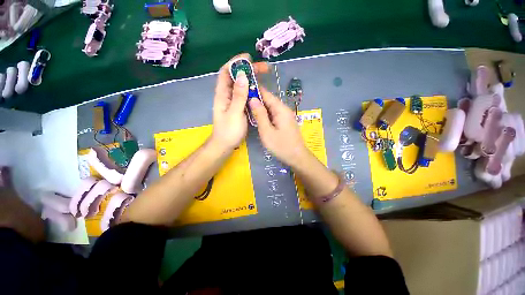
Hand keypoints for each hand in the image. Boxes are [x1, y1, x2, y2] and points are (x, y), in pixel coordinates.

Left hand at [210, 53, 268, 150]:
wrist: (225, 145)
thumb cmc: (229, 131)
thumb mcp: (234, 113)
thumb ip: (238, 95)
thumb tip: (242, 75)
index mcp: (222, 94)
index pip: (225, 72)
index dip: (235, 63)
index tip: (249, 58)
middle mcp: (227, 95)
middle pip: (235, 77)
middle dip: (248, 70)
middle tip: (264, 68)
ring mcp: (233, 101)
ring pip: (241, 85)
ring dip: (251, 79)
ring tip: (264, 75)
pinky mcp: (238, 107)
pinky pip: (245, 94)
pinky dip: (252, 89)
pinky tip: (259, 89)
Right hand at [249, 88, 311, 167]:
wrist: (297, 158)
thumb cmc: (281, 146)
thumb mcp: (267, 131)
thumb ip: (260, 115)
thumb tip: (253, 99)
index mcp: (281, 109)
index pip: (267, 94)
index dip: (255, 90)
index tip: (243, 88)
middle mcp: (284, 110)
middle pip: (269, 101)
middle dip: (256, 99)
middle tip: (242, 100)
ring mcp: (286, 116)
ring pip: (271, 108)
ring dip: (260, 107)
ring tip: (246, 107)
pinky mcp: (285, 122)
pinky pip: (274, 114)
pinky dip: (265, 114)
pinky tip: (258, 117)